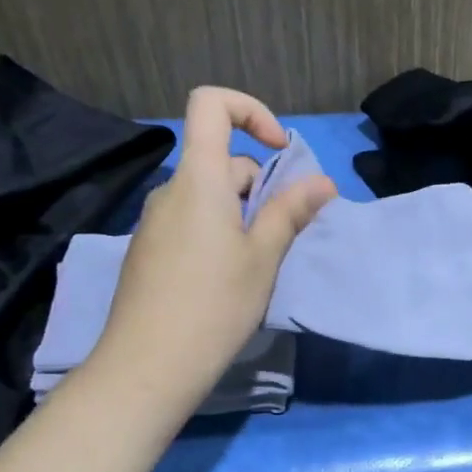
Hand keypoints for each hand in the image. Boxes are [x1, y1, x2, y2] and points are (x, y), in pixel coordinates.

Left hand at [93, 87, 335, 403]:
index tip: (280, 150)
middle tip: (281, 233)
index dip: (250, 110)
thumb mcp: (263, 257)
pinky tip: (227, 279)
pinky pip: (191, 221)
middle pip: (220, 160)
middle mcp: (171, 190)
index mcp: (200, 179)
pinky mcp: (149, 250)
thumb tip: (322, 182)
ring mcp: (155, 222)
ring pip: (208, 196)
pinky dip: (218, 231)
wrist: (148, 366)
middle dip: (259, 184)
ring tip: (258, 263)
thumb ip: (290, 212)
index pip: (211, 105)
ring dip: (241, 212)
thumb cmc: (215, 304)